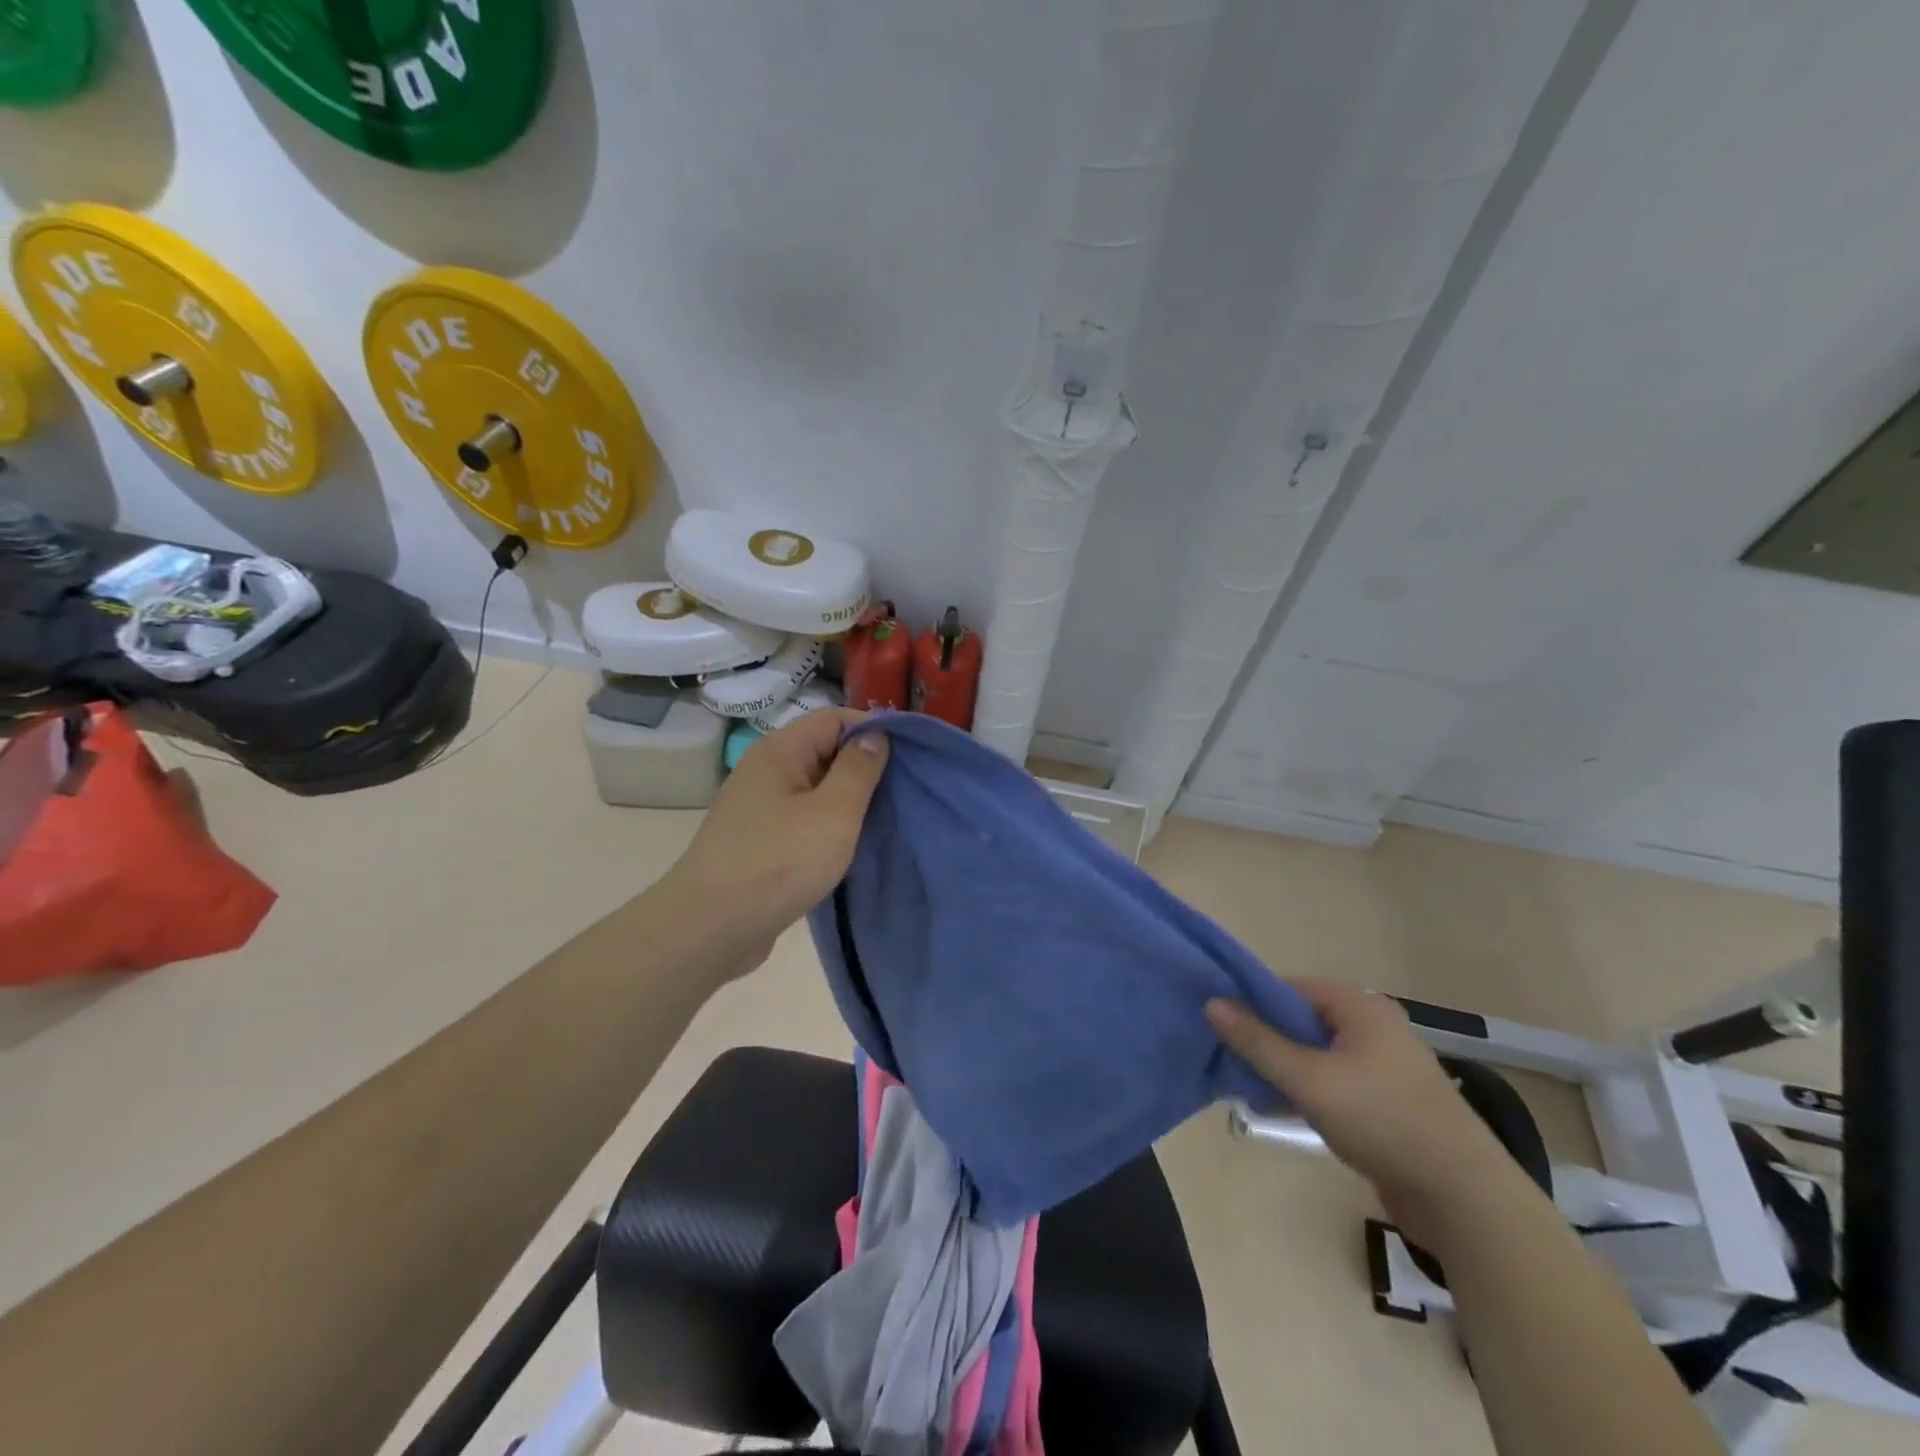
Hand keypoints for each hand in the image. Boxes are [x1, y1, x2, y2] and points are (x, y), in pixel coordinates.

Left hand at [662, 709, 888, 977]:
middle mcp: (765, 771)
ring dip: (848, 803)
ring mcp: (758, 809)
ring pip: (814, 790)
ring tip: (883, 822)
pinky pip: (802, 821)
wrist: (710, 929)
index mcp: (779, 751)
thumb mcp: (834, 813)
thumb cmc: (779, 863)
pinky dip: (827, 828)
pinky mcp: (758, 843)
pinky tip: (849, 848)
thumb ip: (858, 770)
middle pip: (824, 752)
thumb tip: (874, 734)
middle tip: (903, 794)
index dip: (872, 730)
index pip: (834, 718)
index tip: (909, 758)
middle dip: (864, 768)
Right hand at [1208, 980, 1523, 1245]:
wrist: (1464, 1198)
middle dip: (1263, 1038)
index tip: (1218, 1022)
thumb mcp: (1309, 1079)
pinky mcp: (1385, 1102)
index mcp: (1360, 1007)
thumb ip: (1258, 1041)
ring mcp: (1381, 1066)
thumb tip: (1211, 1003)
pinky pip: (1331, 1081)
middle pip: (1301, 1020)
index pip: (1290, 987)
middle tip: (1225, 1056)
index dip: (1252, 1001)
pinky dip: (1304, 1090)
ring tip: (1243, 1084)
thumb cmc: (1382, 1121)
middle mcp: (1372, 1027)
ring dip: (1281, 1067)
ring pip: (1314, 1054)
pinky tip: (1275, 1108)